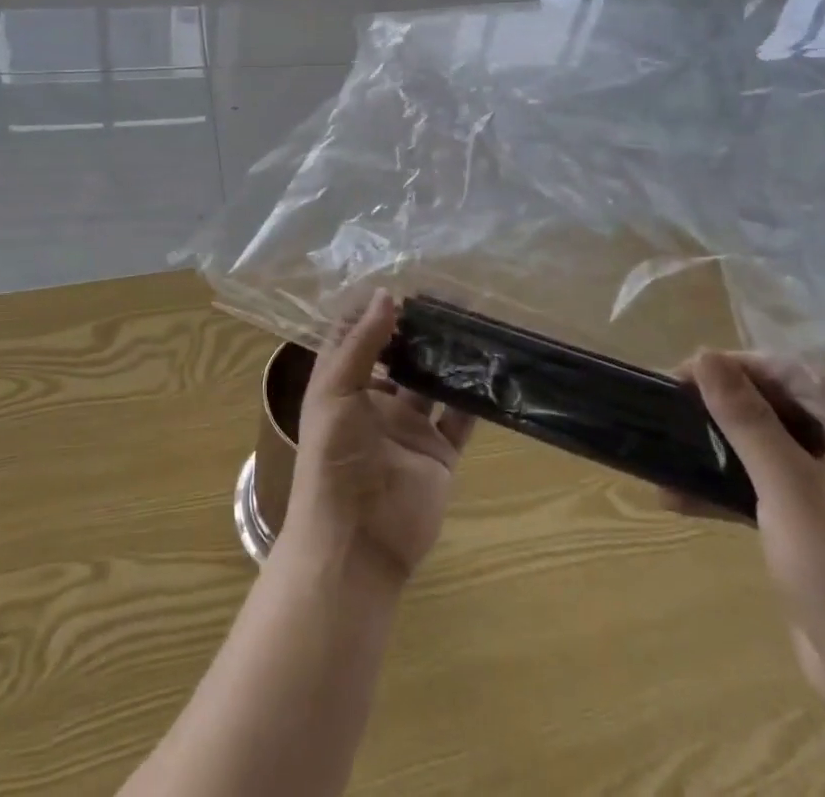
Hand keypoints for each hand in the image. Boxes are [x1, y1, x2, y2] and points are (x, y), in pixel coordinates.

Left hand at [282, 291, 474, 586]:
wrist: (355, 542)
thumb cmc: (333, 459)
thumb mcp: (335, 390)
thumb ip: (362, 343)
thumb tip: (387, 295)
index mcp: (342, 384)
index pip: (356, 336)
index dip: (374, 311)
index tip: (401, 282)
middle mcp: (375, 400)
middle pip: (399, 356)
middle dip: (418, 330)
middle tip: (448, 298)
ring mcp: (408, 427)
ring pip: (432, 383)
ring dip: (448, 358)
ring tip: (473, 323)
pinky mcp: (438, 454)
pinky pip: (460, 420)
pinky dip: (474, 398)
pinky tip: (491, 369)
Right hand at [672, 351, 824, 712]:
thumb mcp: (785, 487)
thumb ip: (745, 417)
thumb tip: (705, 355)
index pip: (799, 375)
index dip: (739, 366)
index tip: (686, 374)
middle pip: (787, 407)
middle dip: (726, 405)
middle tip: (675, 406)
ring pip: (776, 445)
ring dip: (723, 446)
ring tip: (673, 446)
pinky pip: (777, 483)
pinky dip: (735, 484)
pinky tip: (685, 495)